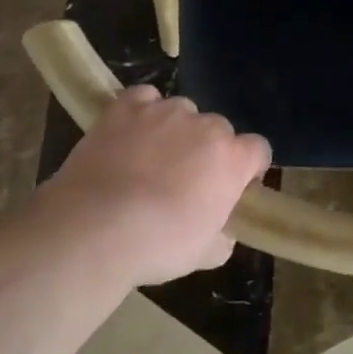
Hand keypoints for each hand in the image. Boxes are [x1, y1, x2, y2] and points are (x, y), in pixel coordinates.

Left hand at [37, 85, 271, 287]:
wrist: (94, 229)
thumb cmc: (158, 246)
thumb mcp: (206, 255)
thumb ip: (224, 235)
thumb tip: (222, 231)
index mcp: (232, 159)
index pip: (258, 149)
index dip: (248, 168)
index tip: (233, 188)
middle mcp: (206, 126)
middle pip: (218, 130)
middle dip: (207, 150)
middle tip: (185, 181)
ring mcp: (165, 111)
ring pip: (181, 112)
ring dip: (174, 131)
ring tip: (150, 159)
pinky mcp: (126, 107)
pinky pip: (144, 98)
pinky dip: (141, 111)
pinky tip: (130, 132)